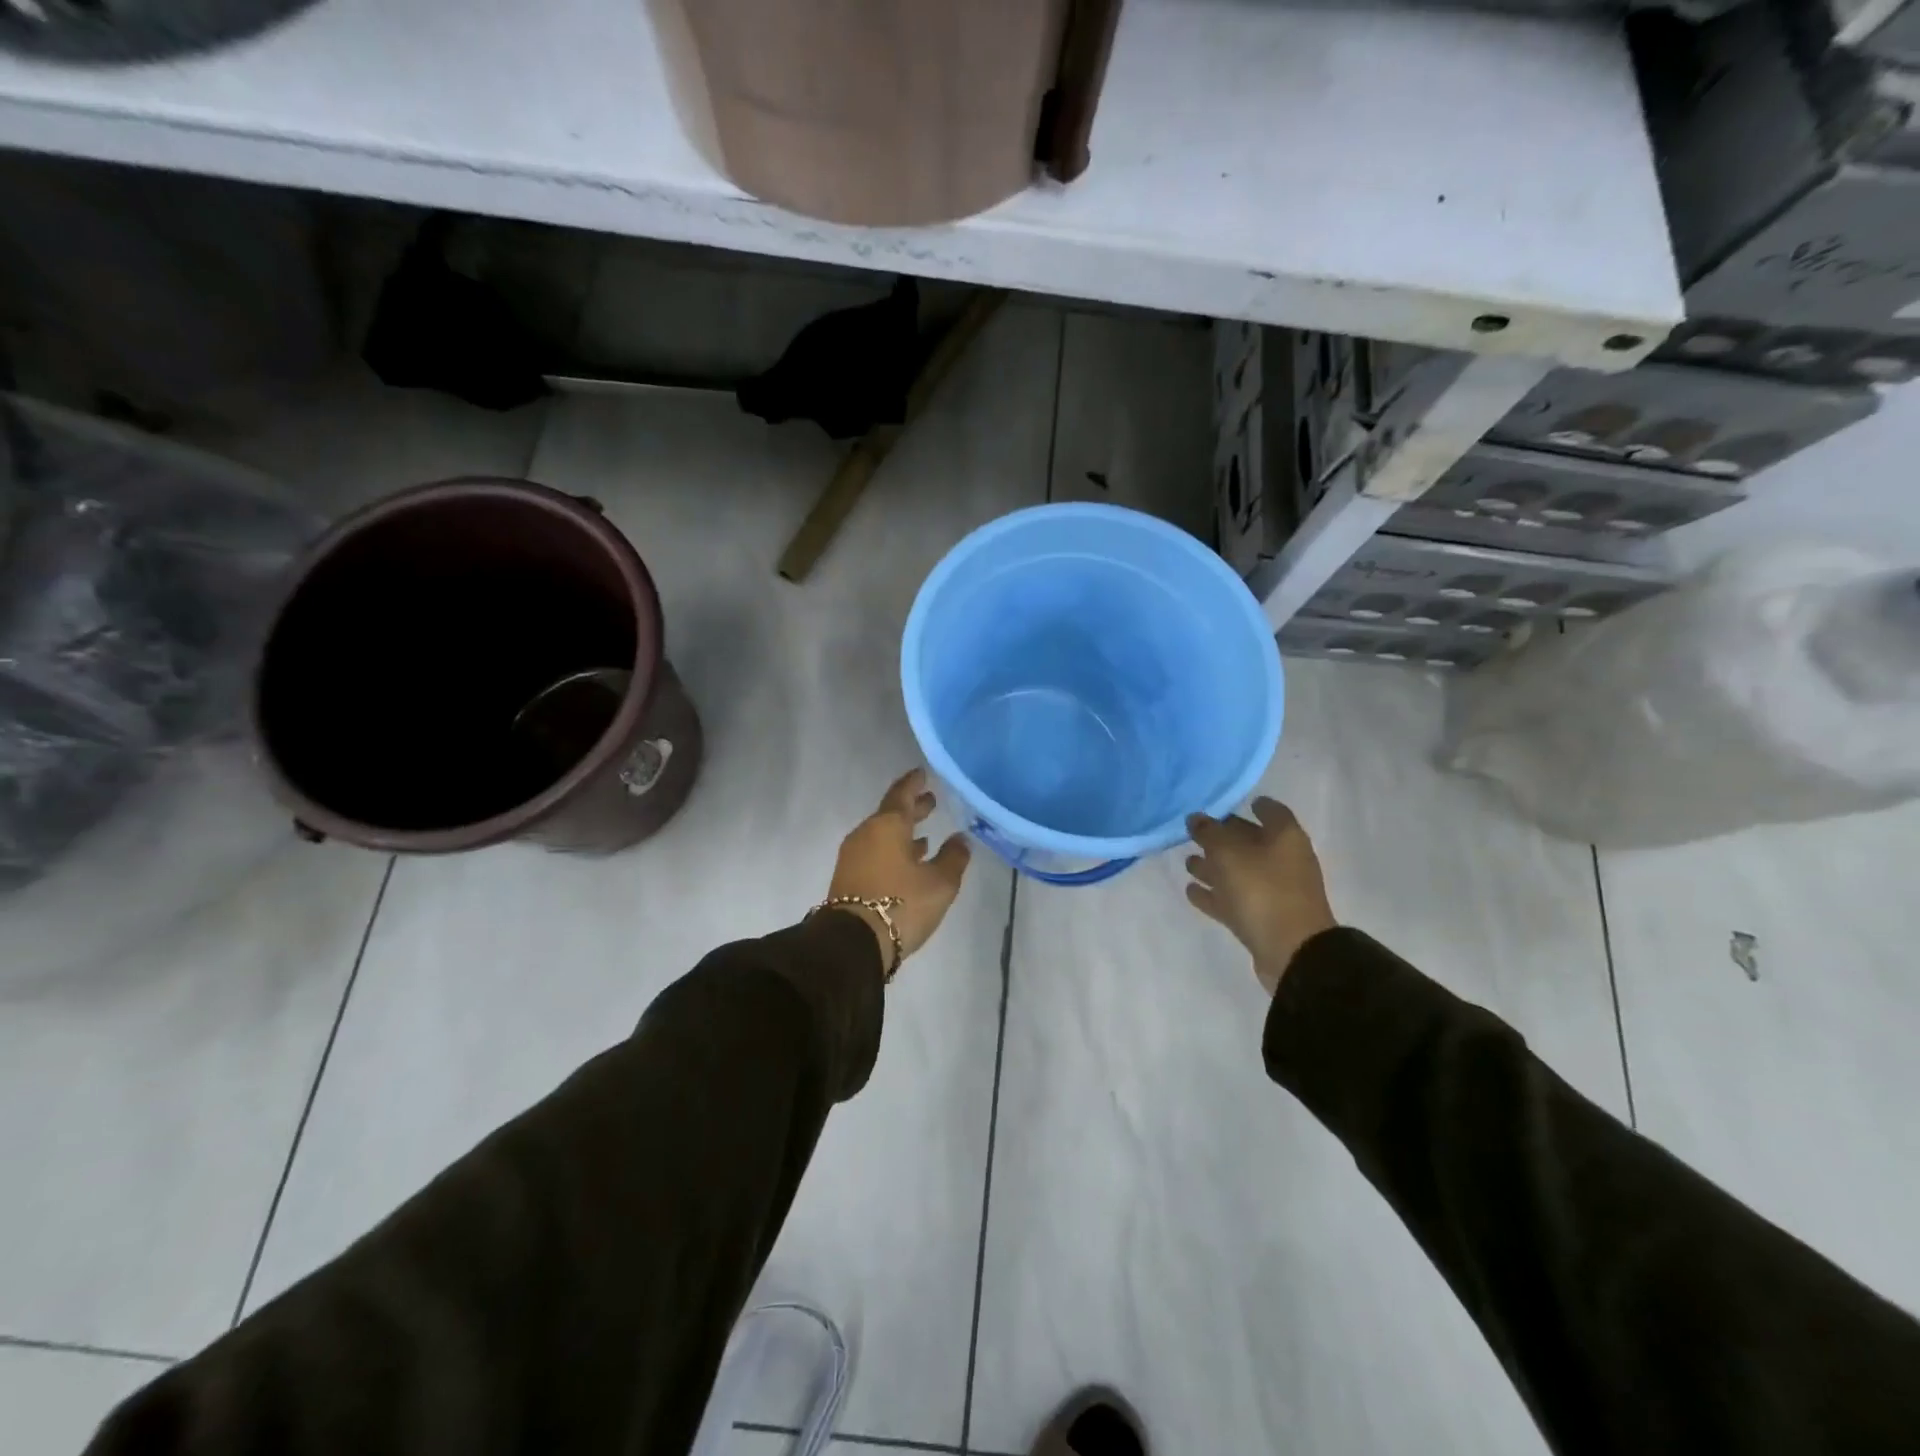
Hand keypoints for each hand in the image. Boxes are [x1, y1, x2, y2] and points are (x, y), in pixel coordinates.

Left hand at [827, 769, 971, 972]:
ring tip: (926, 835)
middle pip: (891, 814)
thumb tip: (960, 839)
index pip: (902, 794)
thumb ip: (953, 857)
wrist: (852, 943)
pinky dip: (893, 850)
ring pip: (883, 835)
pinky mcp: (849, 877)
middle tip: (931, 801)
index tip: (923, 773)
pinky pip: (876, 852)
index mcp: (888, 825)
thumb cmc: (901, 905)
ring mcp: (854, 856)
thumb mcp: (940, 883)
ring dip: (904, 832)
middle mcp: (867, 834)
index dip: (914, 783)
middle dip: (912, 808)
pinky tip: (909, 862)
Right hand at [1185, 798, 1336, 995]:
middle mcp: (1283, 860)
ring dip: (1214, 867)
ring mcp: (1275, 891)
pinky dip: (1215, 894)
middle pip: (1251, 841)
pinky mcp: (1263, 919)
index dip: (1252, 805)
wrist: (1292, 951)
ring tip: (1187, 863)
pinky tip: (1191, 890)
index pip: (1271, 811)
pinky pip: (1234, 899)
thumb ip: (1209, 832)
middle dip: (1223, 837)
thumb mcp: (1228, 853)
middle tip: (1194, 833)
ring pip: (1240, 872)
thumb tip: (1196, 818)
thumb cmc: (1262, 890)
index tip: (1226, 803)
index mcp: (1285, 837)